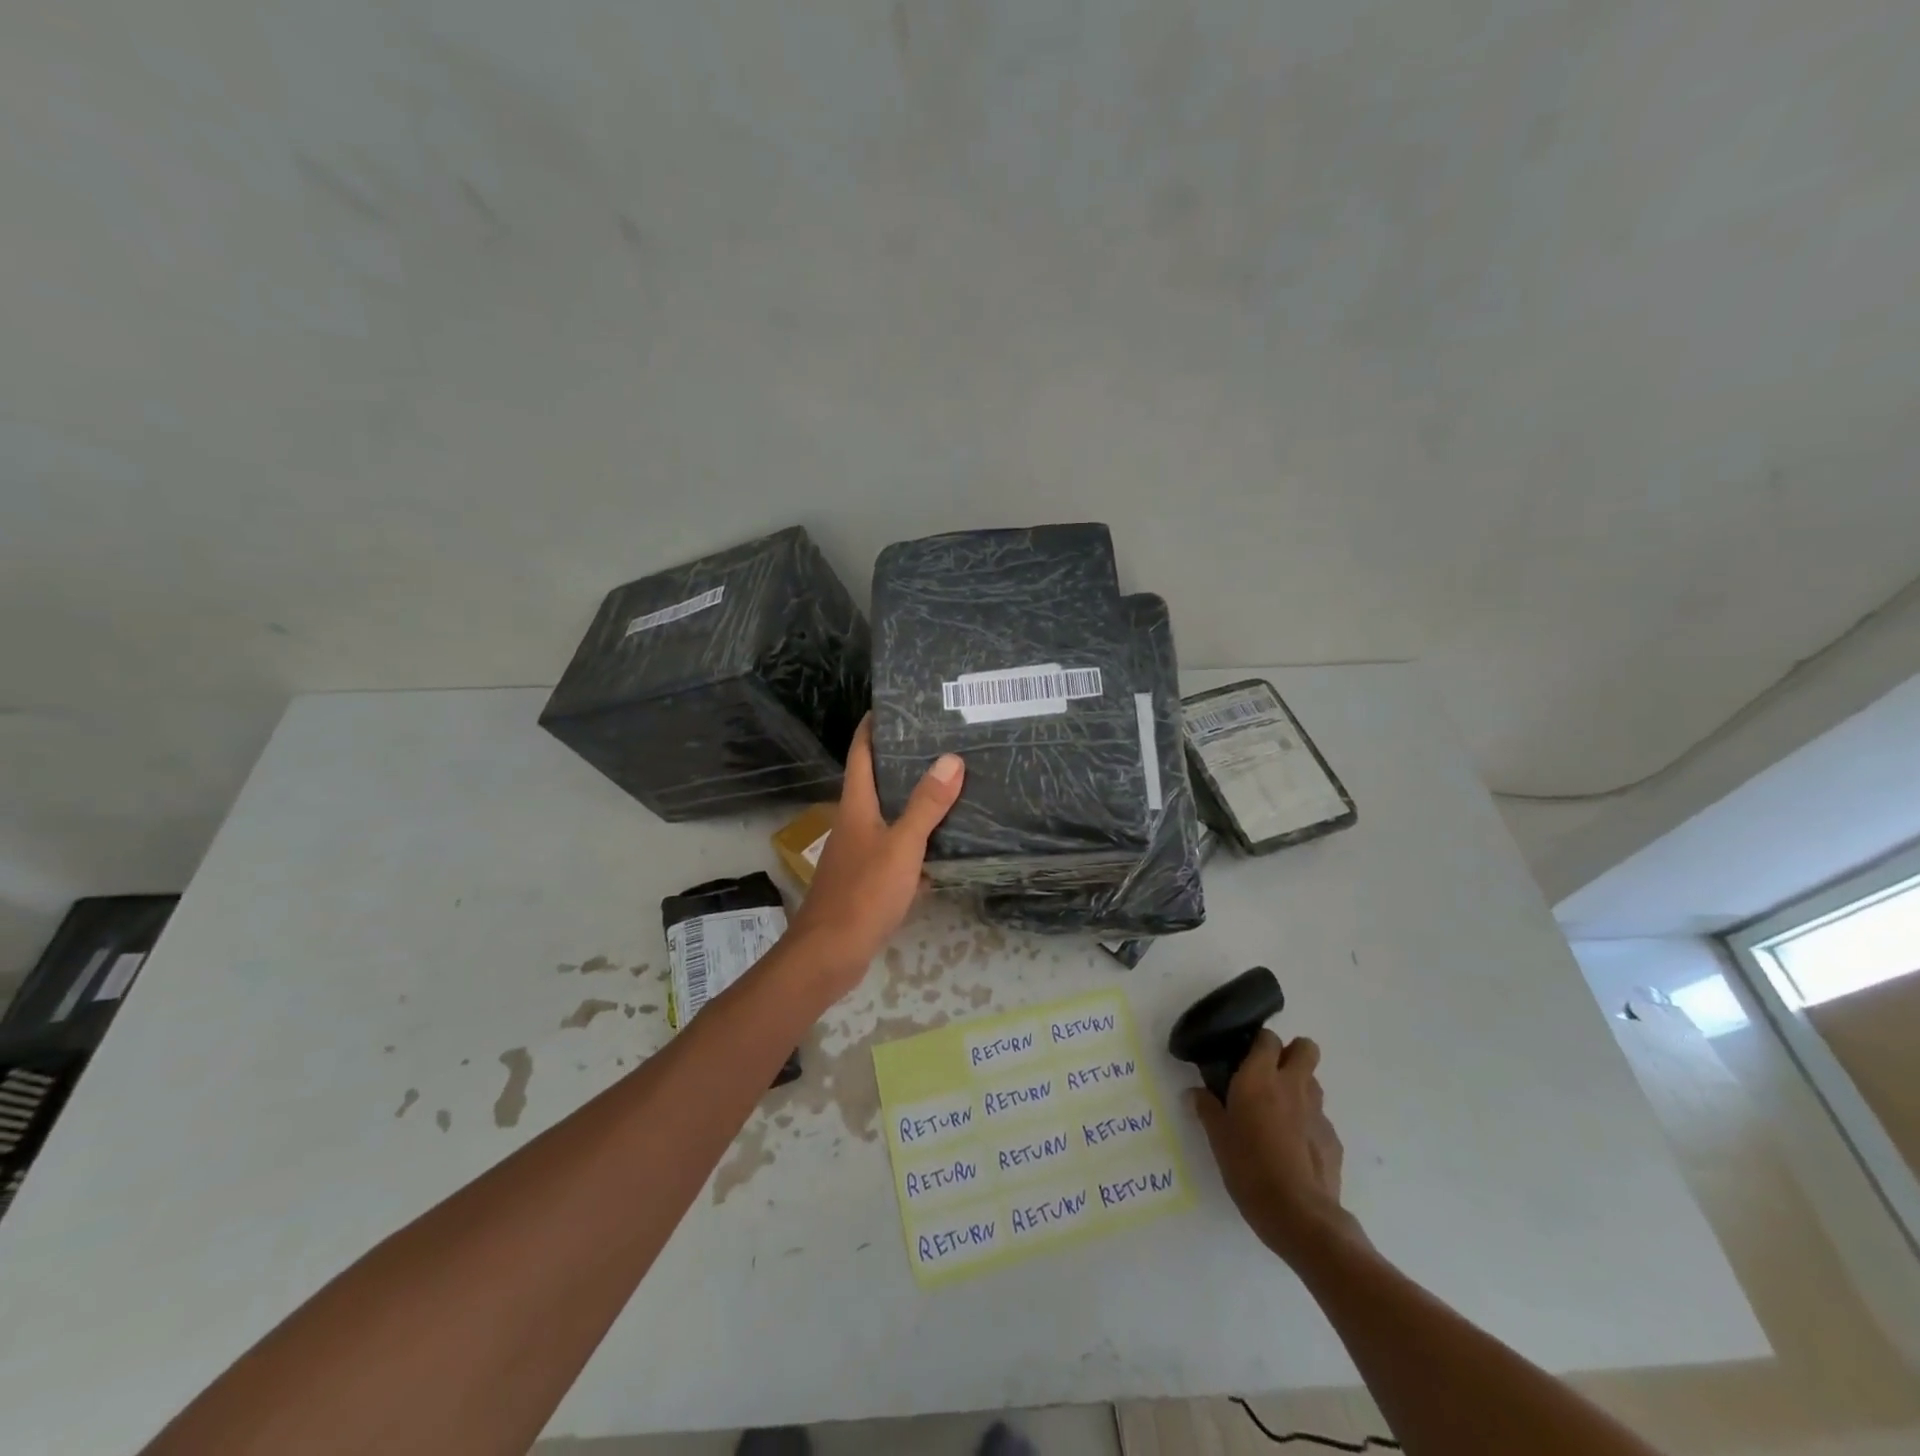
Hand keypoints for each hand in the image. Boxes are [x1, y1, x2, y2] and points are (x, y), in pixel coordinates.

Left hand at [784, 716, 964, 996]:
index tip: (890, 706)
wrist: (830, 954)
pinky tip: (942, 849)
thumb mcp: (902, 846)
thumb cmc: (863, 893)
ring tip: (948, 788)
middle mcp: (854, 824)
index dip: (871, 729)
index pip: (860, 755)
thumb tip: (951, 758)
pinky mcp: (867, 882)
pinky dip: (917, 846)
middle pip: (875, 784)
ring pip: (888, 819)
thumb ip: (926, 805)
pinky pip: (896, 852)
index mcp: (856, 808)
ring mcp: (859, 854)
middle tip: (937, 744)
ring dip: (912, 804)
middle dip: (900, 763)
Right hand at [1188, 1031, 1362, 1264]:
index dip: (1258, 1042)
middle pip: (1305, 1048)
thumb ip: (1207, 1108)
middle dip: (1291, 1053)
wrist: (1300, 1216)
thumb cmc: (1249, 1168)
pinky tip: (1294, 1148)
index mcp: (1260, 1078)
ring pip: (1313, 1082)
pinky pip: (1320, 1118)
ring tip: (1279, 1112)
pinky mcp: (1333, 1139)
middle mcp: (1292, 1086)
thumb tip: (1194, 1092)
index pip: (1267, 1038)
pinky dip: (1308, 1124)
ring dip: (1299, 1087)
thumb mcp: (1218, 1138)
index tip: (1244, 1055)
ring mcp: (1318, 1112)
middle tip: (1269, 1074)